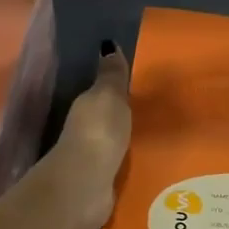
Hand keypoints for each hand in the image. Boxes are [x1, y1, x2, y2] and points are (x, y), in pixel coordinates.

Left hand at [38, 43, 132, 228]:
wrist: (85, 184)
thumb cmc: (99, 131)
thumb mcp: (109, 96)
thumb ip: (112, 75)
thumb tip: (107, 44)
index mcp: (84, 107)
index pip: (99, 94)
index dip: (113, 91)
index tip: (133, 88)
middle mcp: (82, 131)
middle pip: (103, 120)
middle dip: (117, 118)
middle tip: (145, 114)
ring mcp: (88, 160)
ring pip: (108, 144)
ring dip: (119, 143)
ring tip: (146, 141)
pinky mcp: (97, 184)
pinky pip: (113, 168)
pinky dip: (120, 165)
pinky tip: (137, 167)